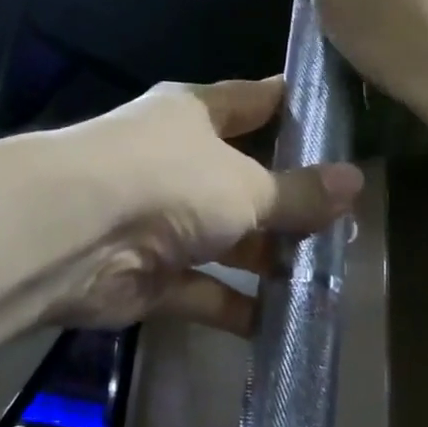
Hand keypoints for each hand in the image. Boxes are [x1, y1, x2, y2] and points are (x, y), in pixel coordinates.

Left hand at [50, 77, 361, 335]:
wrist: (72, 235)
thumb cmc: (167, 180)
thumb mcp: (245, 184)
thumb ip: (297, 191)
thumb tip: (355, 181)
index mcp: (195, 115)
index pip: (252, 101)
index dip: (290, 105)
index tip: (335, 115)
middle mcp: (178, 160)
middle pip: (244, 176)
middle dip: (289, 199)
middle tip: (346, 220)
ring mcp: (162, 218)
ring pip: (227, 237)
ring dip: (267, 258)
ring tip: (325, 277)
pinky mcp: (151, 274)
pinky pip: (204, 290)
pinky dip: (236, 306)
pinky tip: (281, 326)